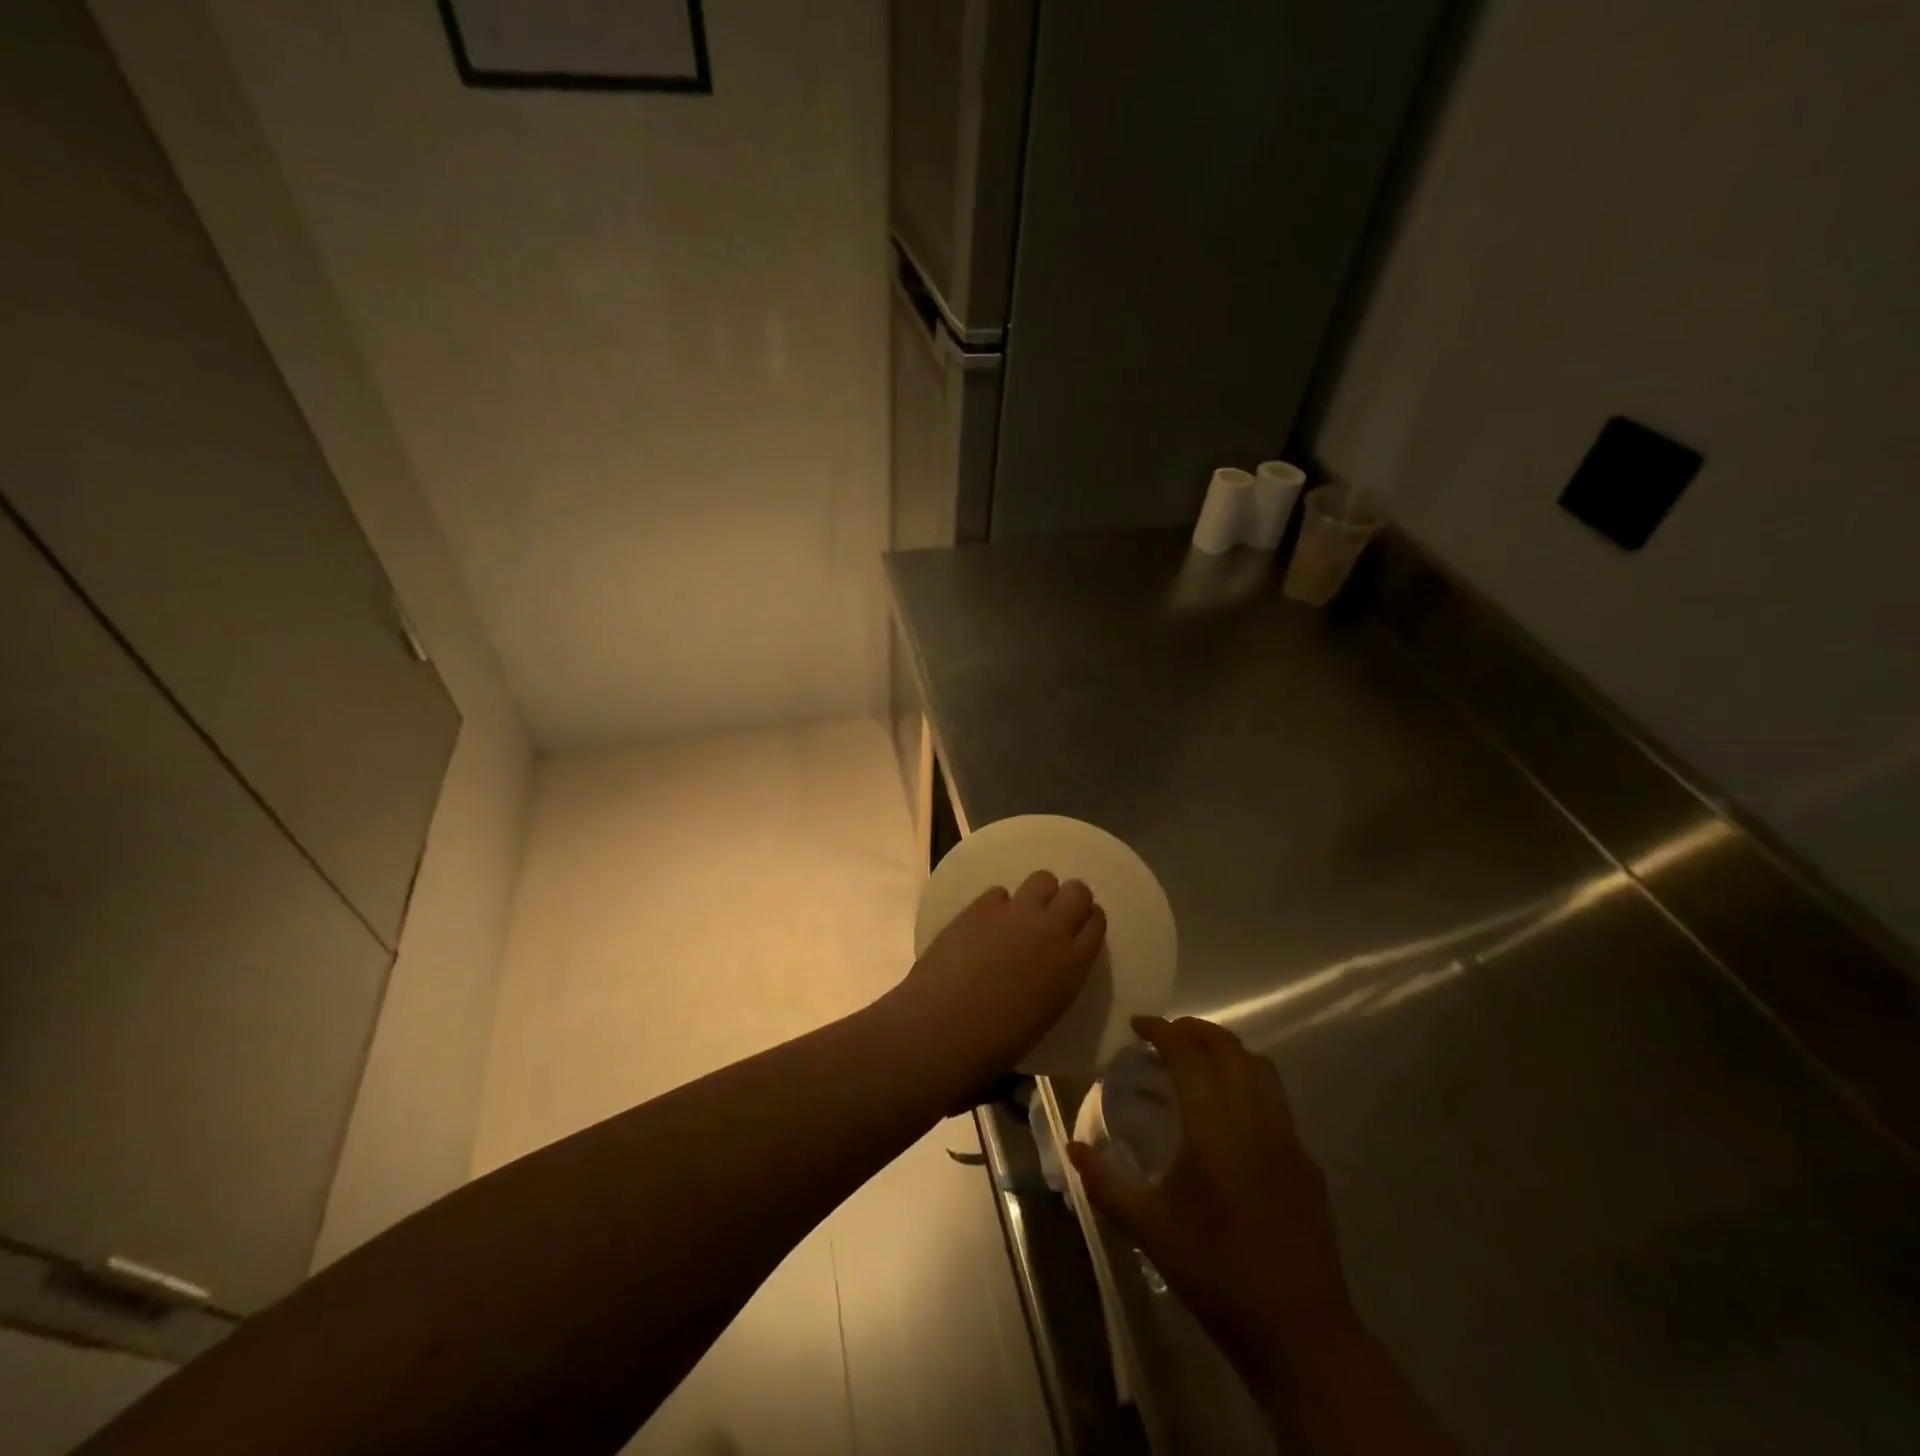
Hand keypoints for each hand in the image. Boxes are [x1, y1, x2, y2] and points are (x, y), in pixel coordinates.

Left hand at [888, 872, 1106, 1090]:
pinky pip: (999, 892)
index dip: (1088, 921)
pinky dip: (997, 906)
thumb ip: (1058, 978)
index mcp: (1074, 963)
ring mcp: (1016, 912)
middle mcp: (1052, 929)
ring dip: (1037, 894)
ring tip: (1021, 914)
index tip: (1078, 928)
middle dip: (1069, 898)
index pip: (1096, 922)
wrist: (945, 1025)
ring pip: (1042, 879)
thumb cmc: (999, 1039)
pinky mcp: (981, 905)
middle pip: (1077, 891)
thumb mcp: (1048, 1012)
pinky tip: (985, 925)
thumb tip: (1050, 964)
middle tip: (1053, 915)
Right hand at [1069, 1016, 1355, 1378]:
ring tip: (1198, 1059)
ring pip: (1260, 1067)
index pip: (1188, 1056)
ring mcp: (1288, 1139)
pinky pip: (1277, 1099)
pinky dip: (1250, 1081)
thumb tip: (1071, 1147)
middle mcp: (1255, 1121)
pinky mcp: (1307, 1161)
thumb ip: (1105, 1183)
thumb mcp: (1149, 1230)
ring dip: (1227, 1050)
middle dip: (1196, 1030)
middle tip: (1165, 1034)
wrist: (1299, 1333)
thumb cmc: (1215, 1275)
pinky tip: (1231, 1111)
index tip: (1138, 1024)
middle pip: (1229, 1049)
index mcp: (1213, 1131)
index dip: (1162, 1031)